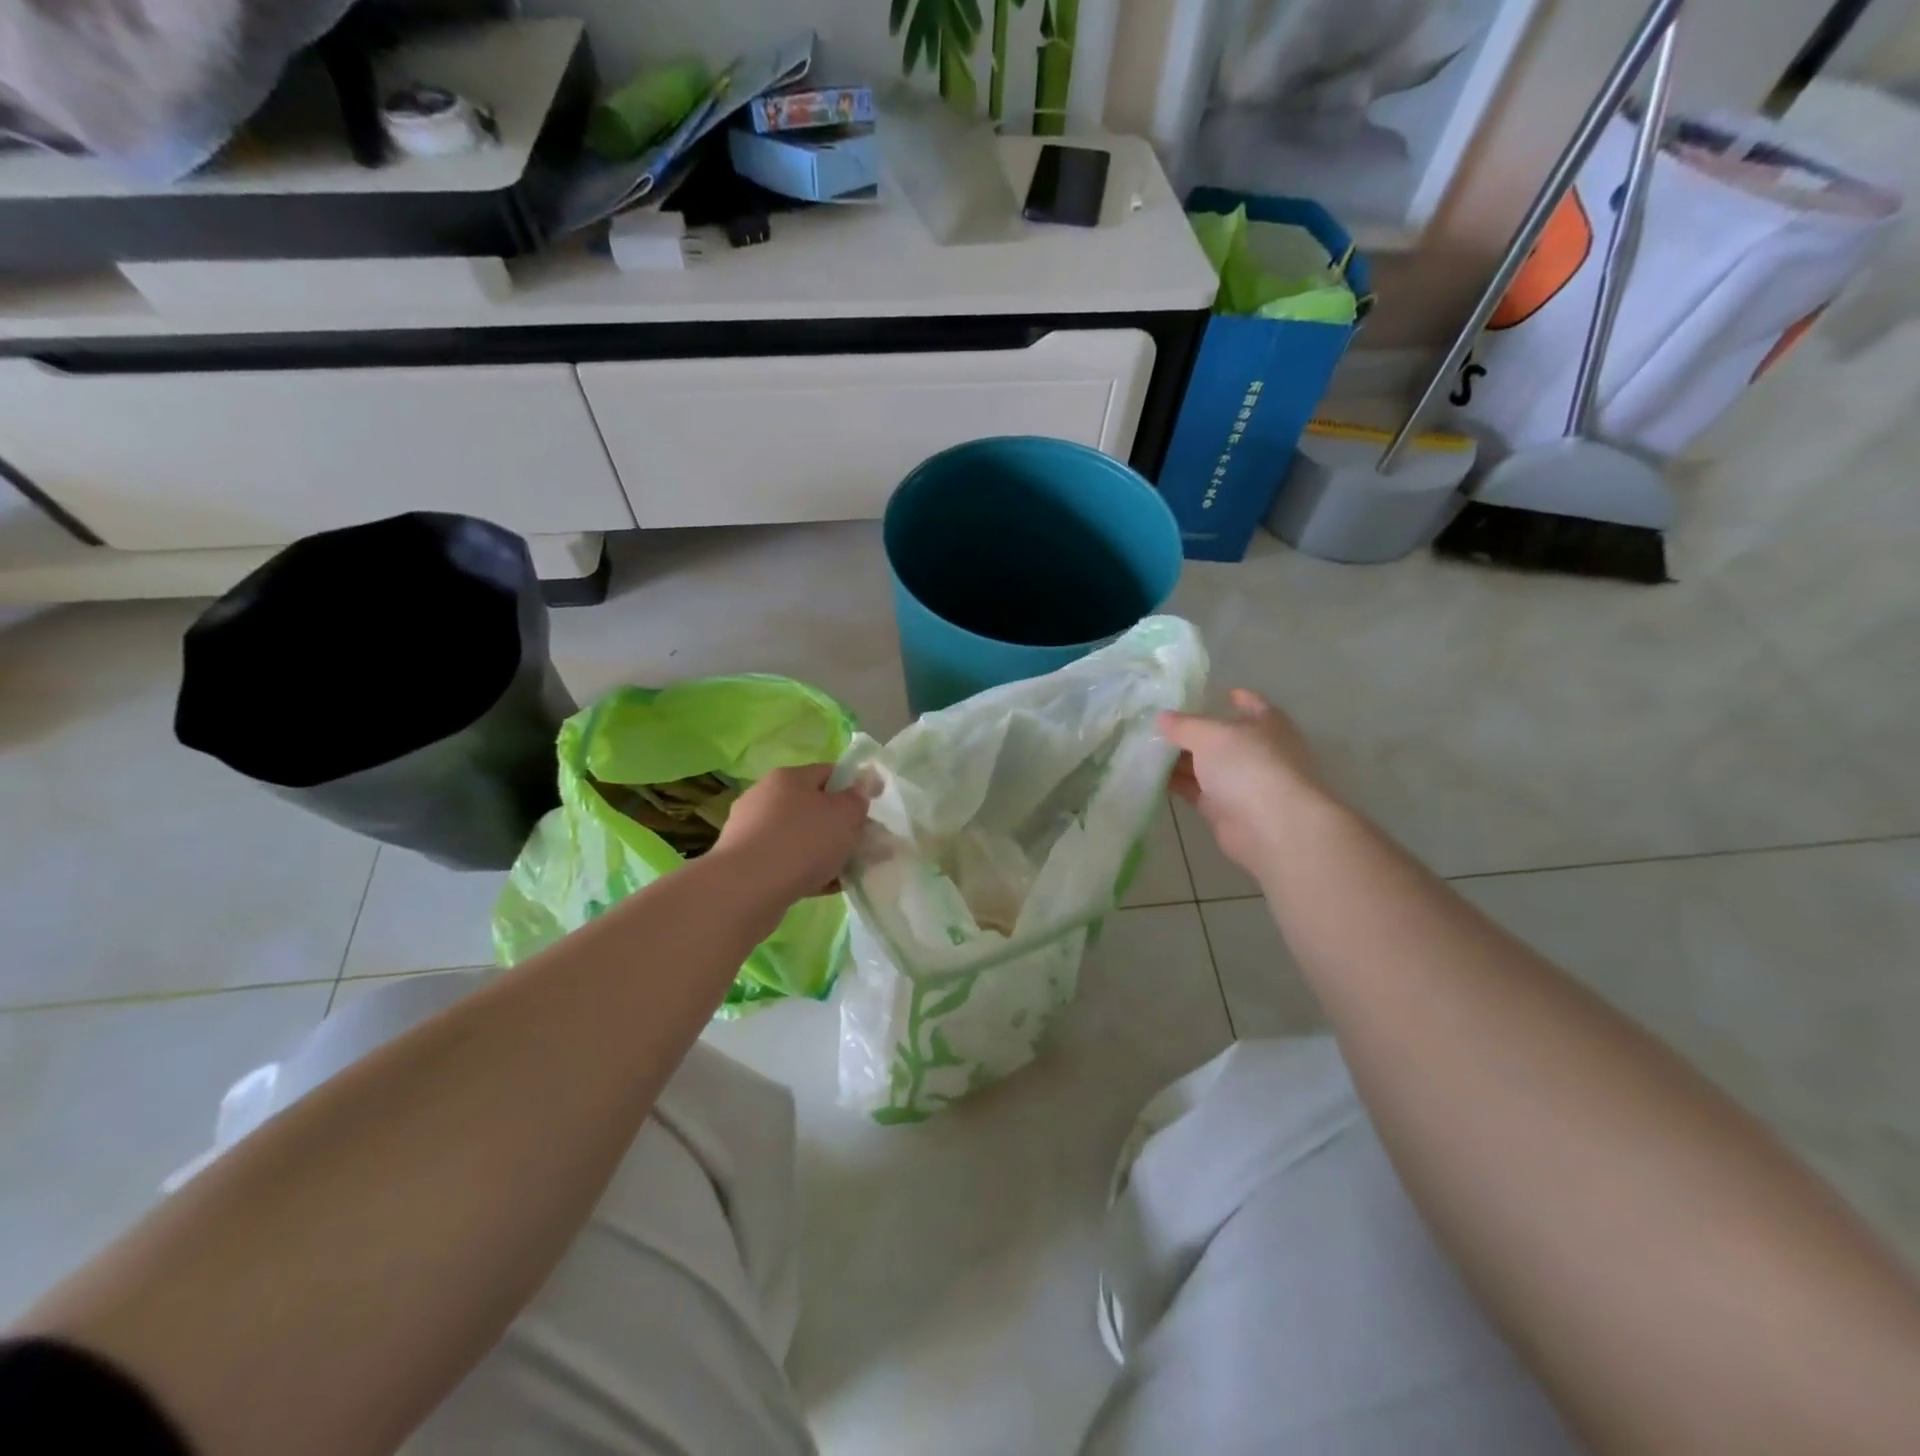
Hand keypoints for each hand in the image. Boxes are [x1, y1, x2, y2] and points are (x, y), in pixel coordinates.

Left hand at [714, 763, 871, 907]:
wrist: (746, 889)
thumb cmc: (803, 841)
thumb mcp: (845, 815)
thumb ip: (858, 798)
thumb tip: (864, 782)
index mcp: (788, 778)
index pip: (829, 772)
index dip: (855, 788)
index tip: (872, 810)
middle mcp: (765, 797)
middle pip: (813, 807)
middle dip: (840, 826)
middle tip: (863, 845)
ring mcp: (751, 831)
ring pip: (800, 837)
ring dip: (824, 852)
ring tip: (848, 872)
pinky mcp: (745, 863)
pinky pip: (785, 862)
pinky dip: (806, 871)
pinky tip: (826, 888)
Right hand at [1158, 690, 1336, 882]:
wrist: (1272, 827)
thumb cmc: (1249, 766)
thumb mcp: (1211, 734)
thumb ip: (1184, 725)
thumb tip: (1161, 718)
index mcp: (1266, 724)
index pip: (1248, 703)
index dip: (1226, 696)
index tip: (1197, 694)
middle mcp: (1256, 751)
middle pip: (1219, 736)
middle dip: (1189, 731)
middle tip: (1154, 723)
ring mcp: (1241, 782)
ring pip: (1205, 765)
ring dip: (1178, 759)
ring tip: (1143, 747)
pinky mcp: (1224, 809)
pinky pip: (1195, 791)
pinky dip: (1176, 784)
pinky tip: (1149, 775)